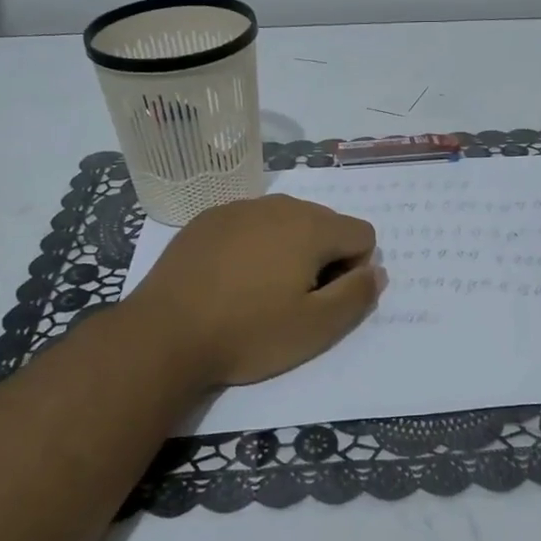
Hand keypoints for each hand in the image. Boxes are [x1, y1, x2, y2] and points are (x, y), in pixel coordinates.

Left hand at [128, 194, 384, 386]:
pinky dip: (253, 246)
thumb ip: (357, 295)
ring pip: (286, 222)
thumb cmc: (248, 333)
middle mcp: (279, 205)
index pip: (362, 234)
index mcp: (311, 226)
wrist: (164, 335)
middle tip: (292, 300)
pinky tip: (230, 280)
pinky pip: (250, 225)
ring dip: (288, 250)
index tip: (322, 300)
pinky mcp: (207, 220)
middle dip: (323, 257)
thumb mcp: (316, 328)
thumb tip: (377, 271)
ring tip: (260, 291)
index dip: (353, 270)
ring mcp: (238, 208)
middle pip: (325, 224)